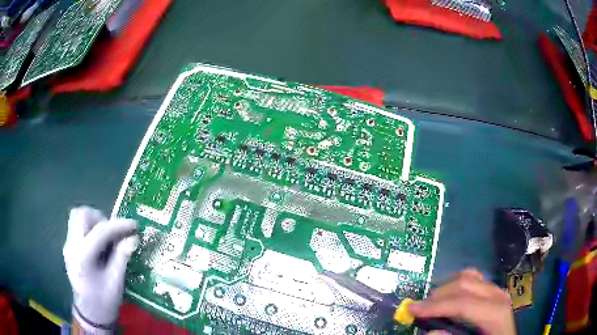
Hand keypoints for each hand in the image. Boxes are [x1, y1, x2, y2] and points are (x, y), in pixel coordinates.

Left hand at [63, 206, 138, 332]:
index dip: (118, 225)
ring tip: (106, 237)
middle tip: (113, 232)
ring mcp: (68, 245)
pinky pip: (77, 226)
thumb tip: (133, 238)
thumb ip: (122, 258)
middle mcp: (72, 246)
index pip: (100, 231)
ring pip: (77, 217)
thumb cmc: (104, 301)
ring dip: (93, 221)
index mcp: (83, 257)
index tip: (134, 225)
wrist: (90, 313)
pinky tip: (99, 245)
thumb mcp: (116, 282)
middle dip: (100, 218)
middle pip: (81, 214)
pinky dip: (89, 228)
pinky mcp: (69, 246)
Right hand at [409, 269, 515, 334]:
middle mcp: (498, 295)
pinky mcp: (494, 290)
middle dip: (438, 294)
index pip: (463, 303)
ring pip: (469, 277)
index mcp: (495, 312)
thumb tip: (430, 332)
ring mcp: (497, 290)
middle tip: (418, 307)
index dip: (436, 306)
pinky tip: (449, 295)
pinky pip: (474, 279)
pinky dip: (457, 284)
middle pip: (465, 284)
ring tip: (431, 301)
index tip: (412, 309)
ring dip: (447, 287)